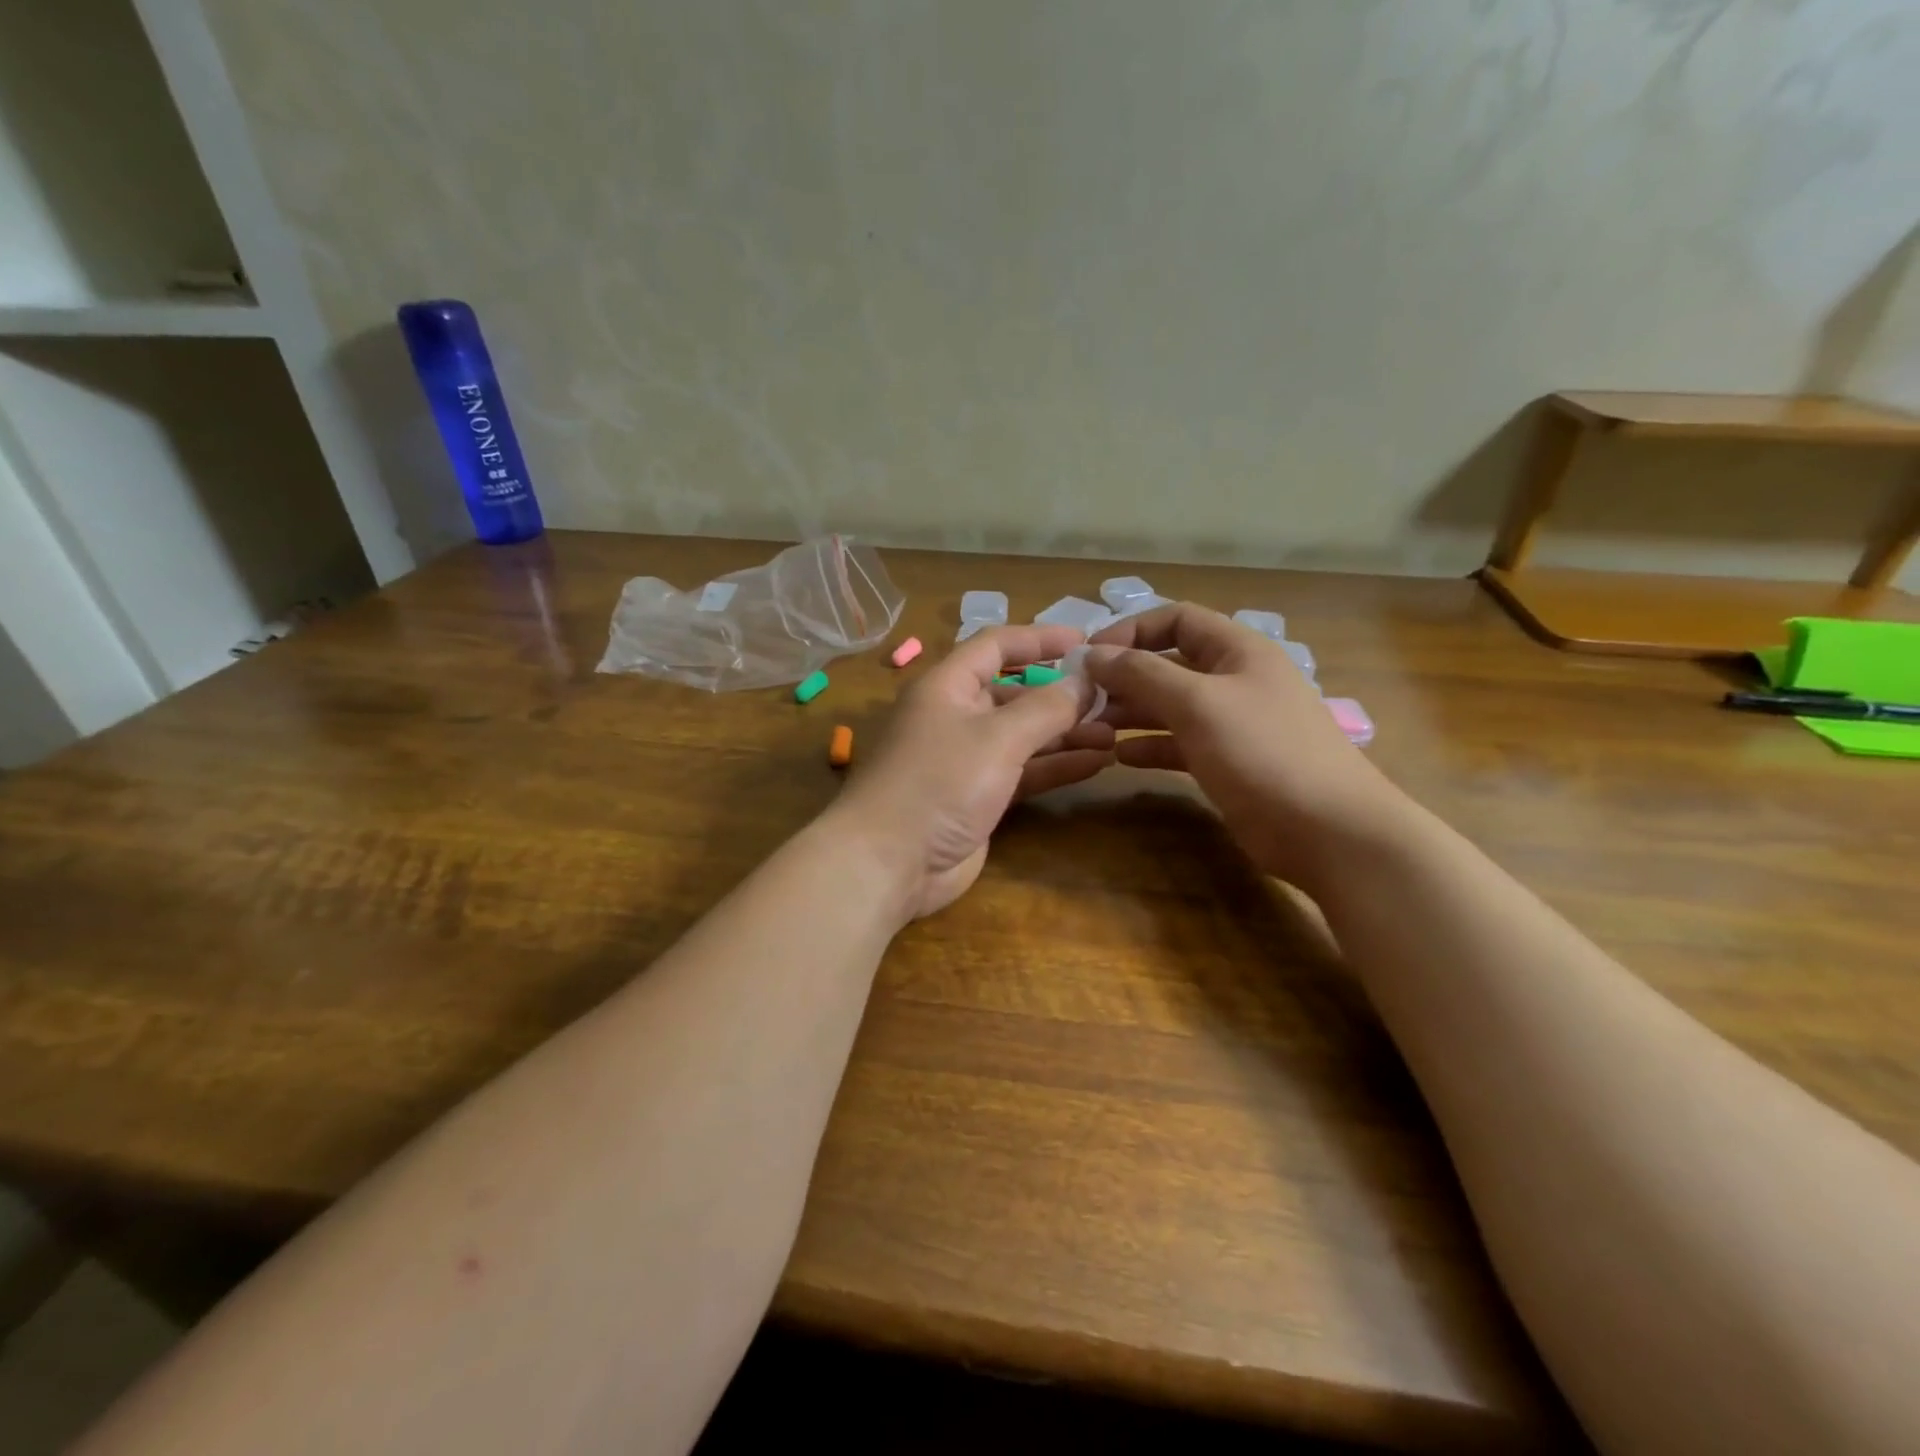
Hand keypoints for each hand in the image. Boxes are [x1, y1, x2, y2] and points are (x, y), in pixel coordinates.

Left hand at [829, 626, 1114, 919]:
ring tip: (1114, 732)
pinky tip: (1097, 763)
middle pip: (1014, 694)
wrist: (890, 862)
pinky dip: (1056, 766)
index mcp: (947, 686)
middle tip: (1111, 698)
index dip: (1039, 639)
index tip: (1085, 640)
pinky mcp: (978, 798)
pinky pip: (1023, 772)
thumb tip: (1085, 681)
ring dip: (1065, 734)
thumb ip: (1046, 707)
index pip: (996, 646)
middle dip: (1061, 695)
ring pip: (1024, 736)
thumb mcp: (997, 737)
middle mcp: (955, 717)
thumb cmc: (939, 782)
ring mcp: (966, 761)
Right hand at [1085, 604, 1402, 889]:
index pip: (1177, 619)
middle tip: (1083, 698)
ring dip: (1133, 712)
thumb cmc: (1262, 752)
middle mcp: (1235, 680)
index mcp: (1238, 650)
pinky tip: (1120, 757)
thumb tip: (1093, 654)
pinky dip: (1150, 746)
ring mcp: (1233, 724)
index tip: (1091, 655)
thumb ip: (1142, 675)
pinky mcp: (1229, 763)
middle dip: (1126, 676)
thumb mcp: (1198, 703)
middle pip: (1170, 664)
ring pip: (1172, 706)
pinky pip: (1180, 743)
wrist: (1328, 830)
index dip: (1131, 630)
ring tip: (1094, 727)